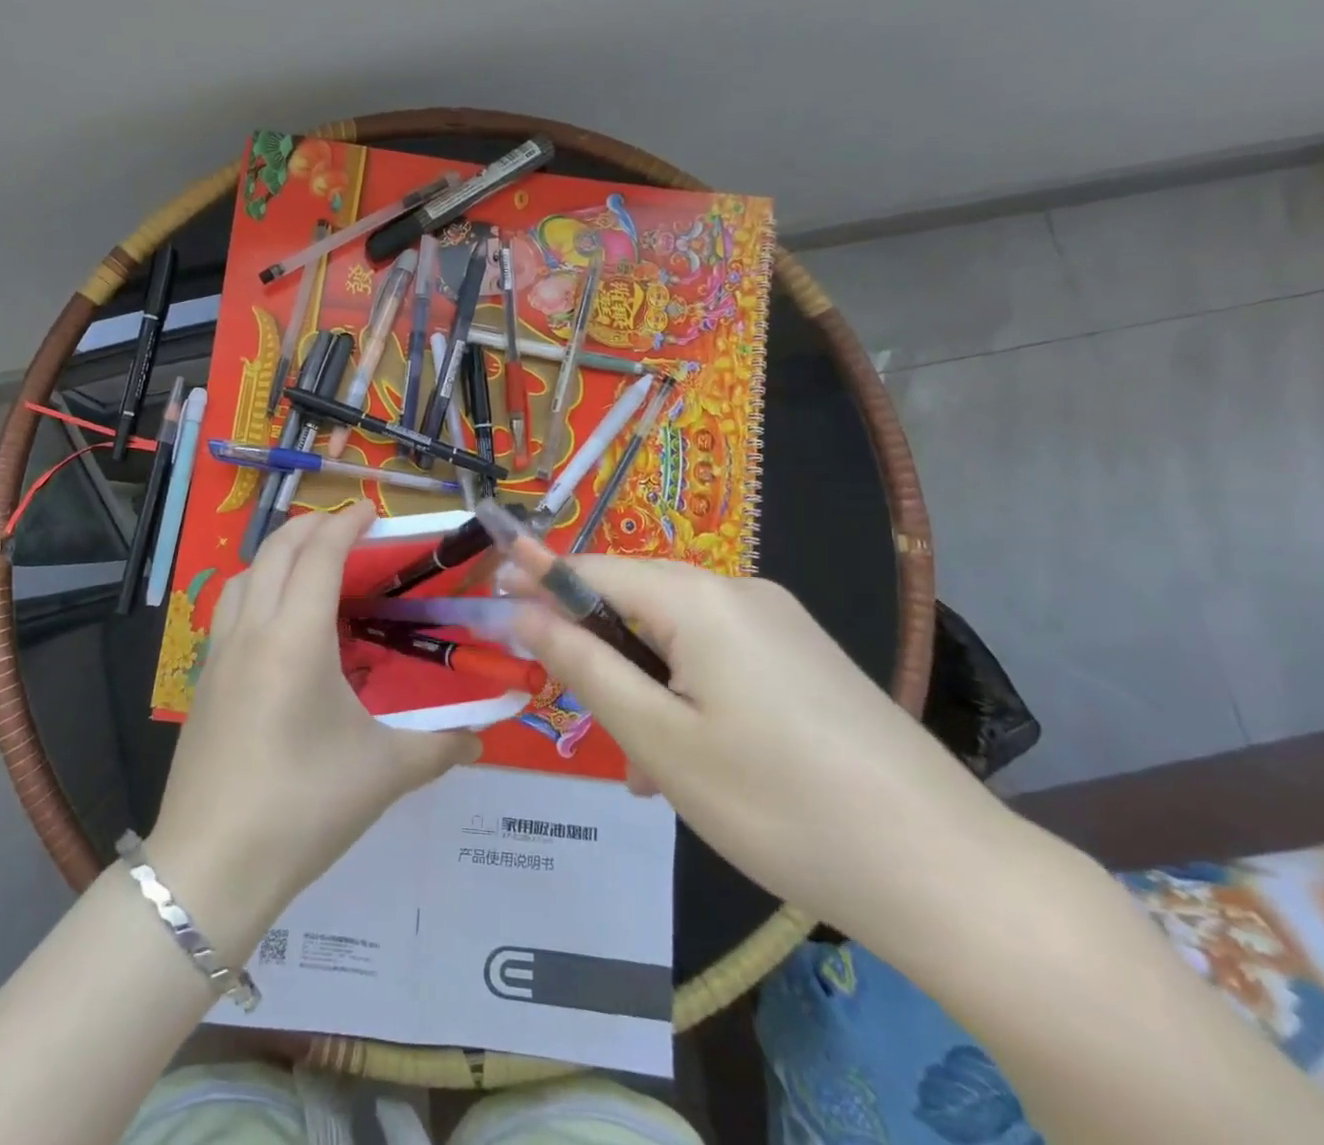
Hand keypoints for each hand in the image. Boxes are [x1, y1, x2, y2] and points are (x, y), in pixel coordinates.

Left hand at [148, 505, 479, 941]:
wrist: (212, 866)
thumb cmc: (303, 806)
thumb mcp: (384, 773)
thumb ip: (440, 745)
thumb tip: (483, 735)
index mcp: (295, 638)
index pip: (319, 556)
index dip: (346, 524)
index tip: (372, 510)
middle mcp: (251, 631)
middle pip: (274, 552)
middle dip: (310, 527)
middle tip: (346, 527)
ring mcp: (218, 655)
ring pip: (242, 576)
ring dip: (276, 555)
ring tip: (309, 566)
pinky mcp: (203, 682)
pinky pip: (228, 610)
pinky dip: (254, 589)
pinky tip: (276, 624)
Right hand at [508, 558, 1015, 949]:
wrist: (950, 874)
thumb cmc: (779, 803)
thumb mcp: (659, 739)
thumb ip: (582, 664)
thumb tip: (523, 610)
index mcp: (700, 598)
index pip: (593, 569)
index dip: (538, 579)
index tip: (492, 594)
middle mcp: (741, 593)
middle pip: (636, 604)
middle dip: (598, 653)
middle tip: (580, 719)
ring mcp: (781, 625)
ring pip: (678, 639)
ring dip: (645, 687)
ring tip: (647, 769)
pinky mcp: (806, 660)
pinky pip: (720, 659)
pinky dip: (688, 695)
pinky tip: (698, 761)